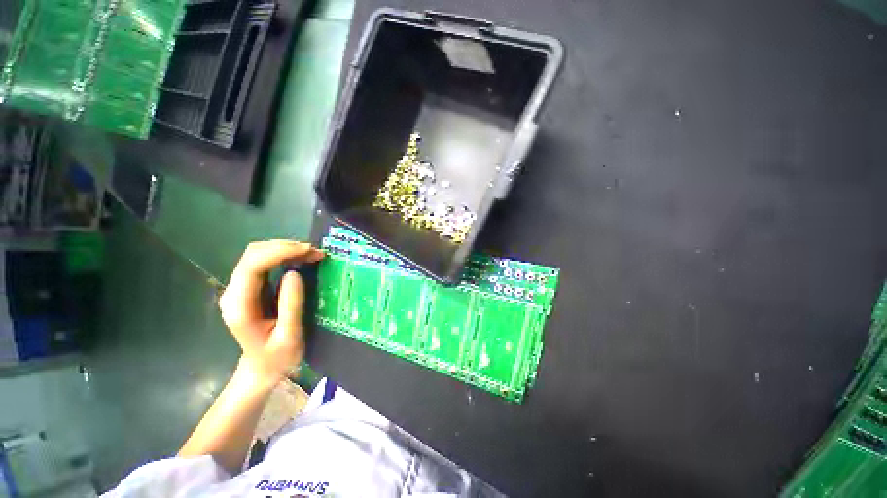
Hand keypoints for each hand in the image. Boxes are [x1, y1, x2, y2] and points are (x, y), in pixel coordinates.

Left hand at [219, 240, 323, 385]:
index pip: (252, 266)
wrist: (261, 370)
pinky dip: (278, 257)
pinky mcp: (243, 286)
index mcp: (239, 306)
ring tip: (309, 254)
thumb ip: (291, 306)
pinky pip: (258, 263)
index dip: (278, 252)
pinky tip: (296, 259)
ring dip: (282, 250)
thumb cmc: (276, 360)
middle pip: (253, 255)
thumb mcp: (290, 339)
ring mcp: (235, 288)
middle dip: (283, 248)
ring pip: (255, 255)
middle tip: (313, 252)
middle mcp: (232, 292)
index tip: (306, 251)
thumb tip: (294, 273)